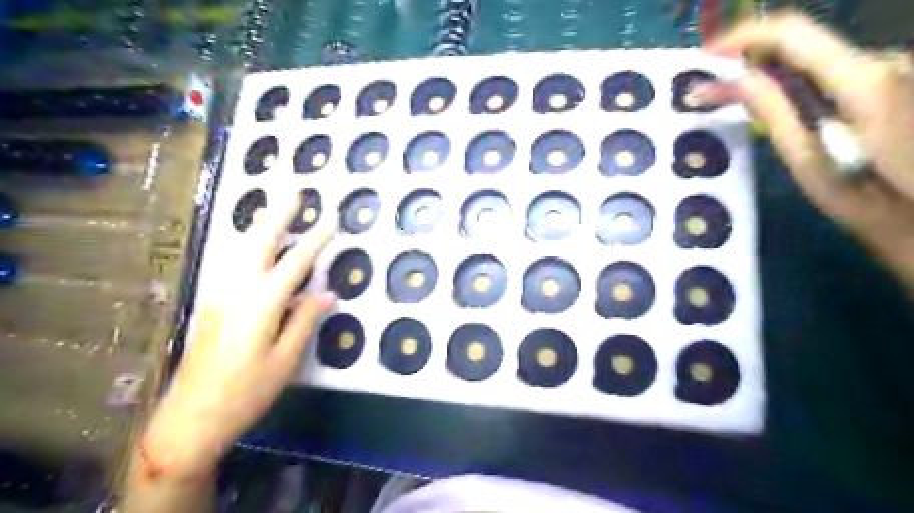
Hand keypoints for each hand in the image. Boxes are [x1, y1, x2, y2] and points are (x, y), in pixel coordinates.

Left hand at [147, 194, 334, 476]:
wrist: (191, 417)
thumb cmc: (246, 391)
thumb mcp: (285, 359)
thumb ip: (304, 320)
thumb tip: (326, 294)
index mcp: (260, 303)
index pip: (295, 264)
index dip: (316, 241)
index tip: (331, 221)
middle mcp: (236, 290)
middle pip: (259, 243)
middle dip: (279, 216)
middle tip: (294, 192)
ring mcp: (218, 295)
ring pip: (239, 249)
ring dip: (259, 226)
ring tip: (273, 209)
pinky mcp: (210, 304)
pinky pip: (230, 263)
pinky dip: (245, 245)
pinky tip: (251, 245)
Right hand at [694, 11, 913, 290]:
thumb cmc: (873, 203)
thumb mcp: (810, 163)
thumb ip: (773, 114)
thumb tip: (729, 82)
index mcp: (862, 79)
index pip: (791, 32)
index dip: (742, 38)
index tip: (704, 58)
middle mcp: (885, 60)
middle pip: (804, 46)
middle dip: (753, 65)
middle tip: (714, 93)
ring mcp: (898, 69)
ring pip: (819, 63)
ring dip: (779, 80)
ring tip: (747, 110)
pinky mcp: (900, 81)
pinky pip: (838, 75)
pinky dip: (805, 89)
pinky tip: (796, 118)